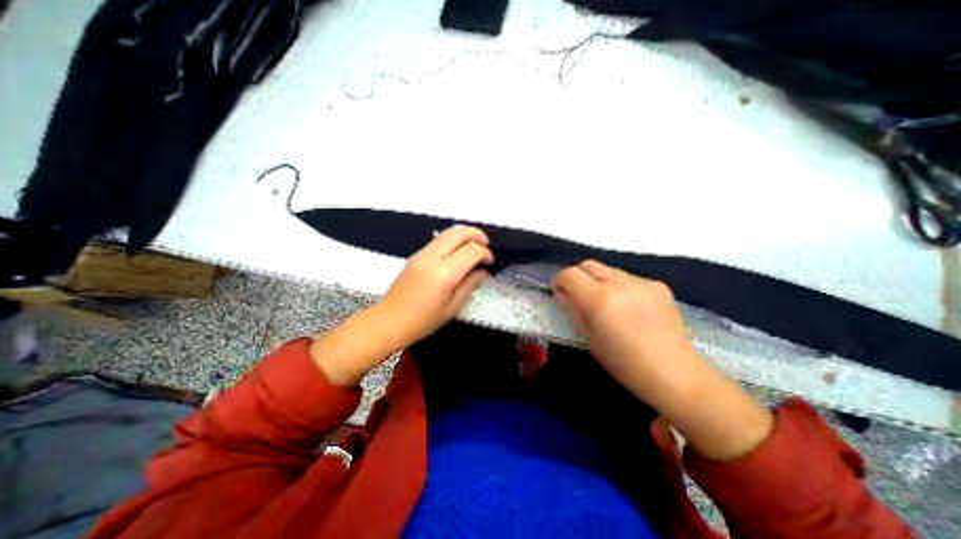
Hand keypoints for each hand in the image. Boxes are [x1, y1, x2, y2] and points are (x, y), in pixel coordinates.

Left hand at [375, 226, 494, 346]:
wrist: (388, 321)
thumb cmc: (423, 321)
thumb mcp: (453, 307)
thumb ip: (470, 284)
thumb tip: (483, 271)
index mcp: (444, 273)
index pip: (471, 250)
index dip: (485, 253)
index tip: (490, 262)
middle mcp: (432, 257)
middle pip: (458, 233)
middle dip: (476, 235)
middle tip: (486, 245)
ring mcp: (421, 254)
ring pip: (447, 232)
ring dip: (464, 234)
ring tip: (474, 246)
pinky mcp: (415, 255)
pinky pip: (438, 240)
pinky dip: (452, 239)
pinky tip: (457, 252)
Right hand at [552, 259, 694, 402]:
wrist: (674, 373)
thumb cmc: (623, 363)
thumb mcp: (589, 338)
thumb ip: (574, 310)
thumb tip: (564, 294)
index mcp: (600, 299)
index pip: (570, 274)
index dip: (560, 281)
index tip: (560, 292)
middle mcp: (620, 283)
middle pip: (588, 264)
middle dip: (578, 276)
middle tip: (580, 296)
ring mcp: (642, 282)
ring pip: (609, 270)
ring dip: (600, 281)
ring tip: (608, 304)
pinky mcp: (659, 285)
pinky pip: (629, 278)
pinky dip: (620, 287)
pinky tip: (630, 308)